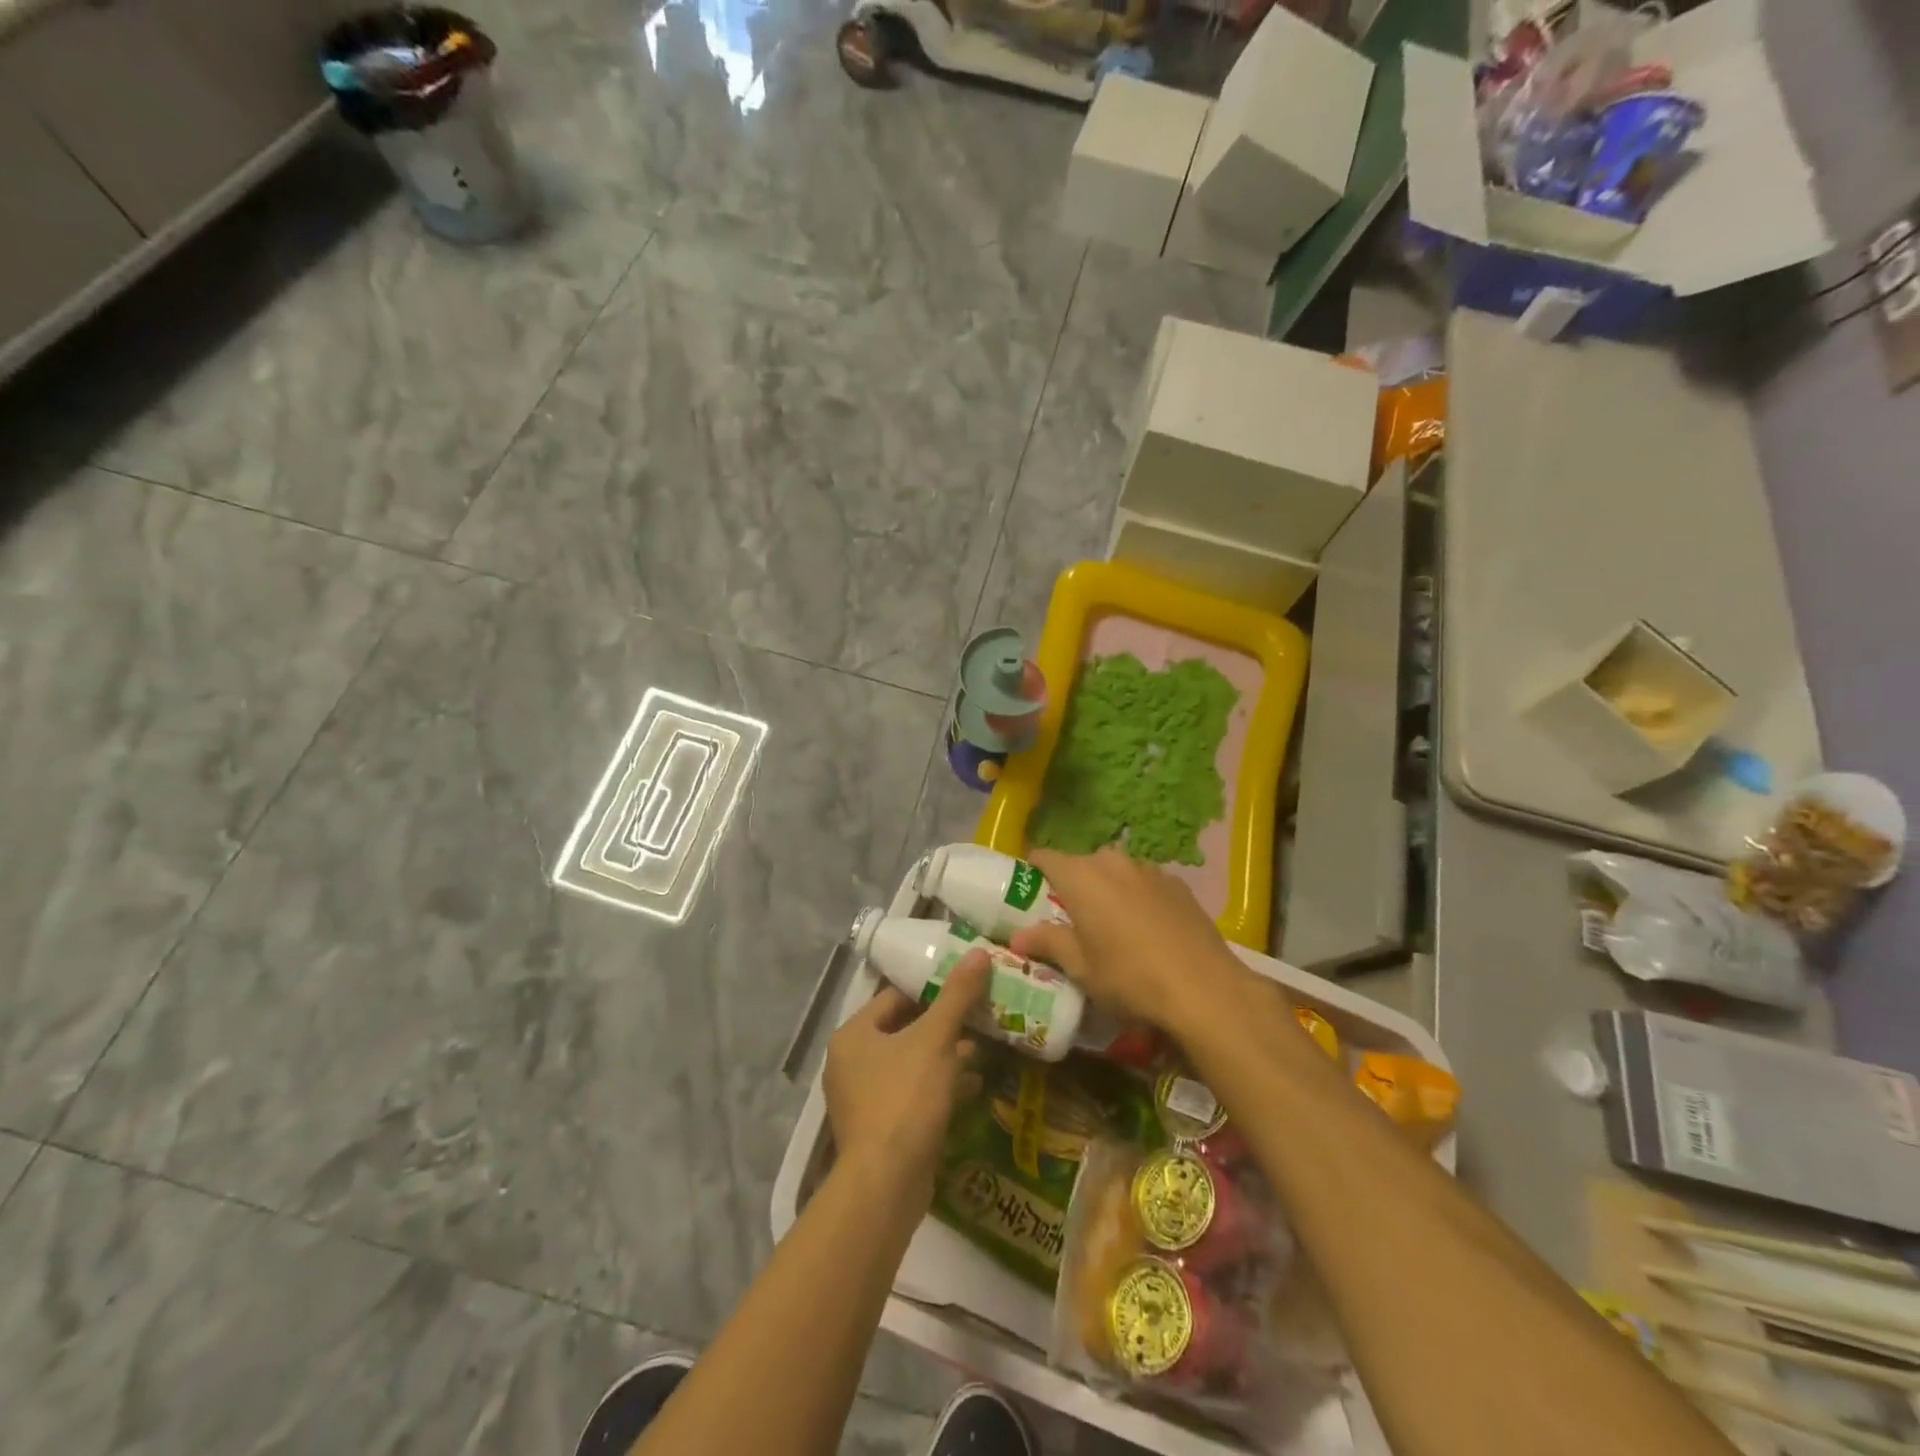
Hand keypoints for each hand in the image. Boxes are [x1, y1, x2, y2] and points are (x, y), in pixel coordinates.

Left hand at [823, 949, 989, 1208]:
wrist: (887, 1184)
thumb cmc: (906, 1098)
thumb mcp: (937, 1039)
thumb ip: (957, 995)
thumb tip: (979, 952)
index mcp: (853, 1035)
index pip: (894, 997)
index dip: (931, 990)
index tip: (965, 988)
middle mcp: (851, 1063)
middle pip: (903, 1031)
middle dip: (942, 1027)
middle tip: (978, 1018)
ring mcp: (862, 1099)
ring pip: (910, 1065)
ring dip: (944, 1058)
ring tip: (981, 1051)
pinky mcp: (880, 1129)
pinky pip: (912, 1095)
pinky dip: (939, 1087)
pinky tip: (973, 1086)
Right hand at [1010, 847, 1249, 1033]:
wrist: (1204, 989)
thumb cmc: (1129, 977)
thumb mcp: (1080, 968)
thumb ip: (1047, 943)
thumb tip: (1016, 936)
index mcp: (1080, 876)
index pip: (1044, 857)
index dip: (1033, 871)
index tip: (1029, 892)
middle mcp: (1112, 861)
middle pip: (1082, 864)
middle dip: (1073, 885)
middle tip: (1070, 919)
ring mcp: (1149, 869)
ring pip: (1116, 872)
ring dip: (1108, 890)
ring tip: (1111, 925)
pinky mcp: (1178, 884)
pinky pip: (1144, 883)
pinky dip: (1137, 898)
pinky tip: (1147, 930)